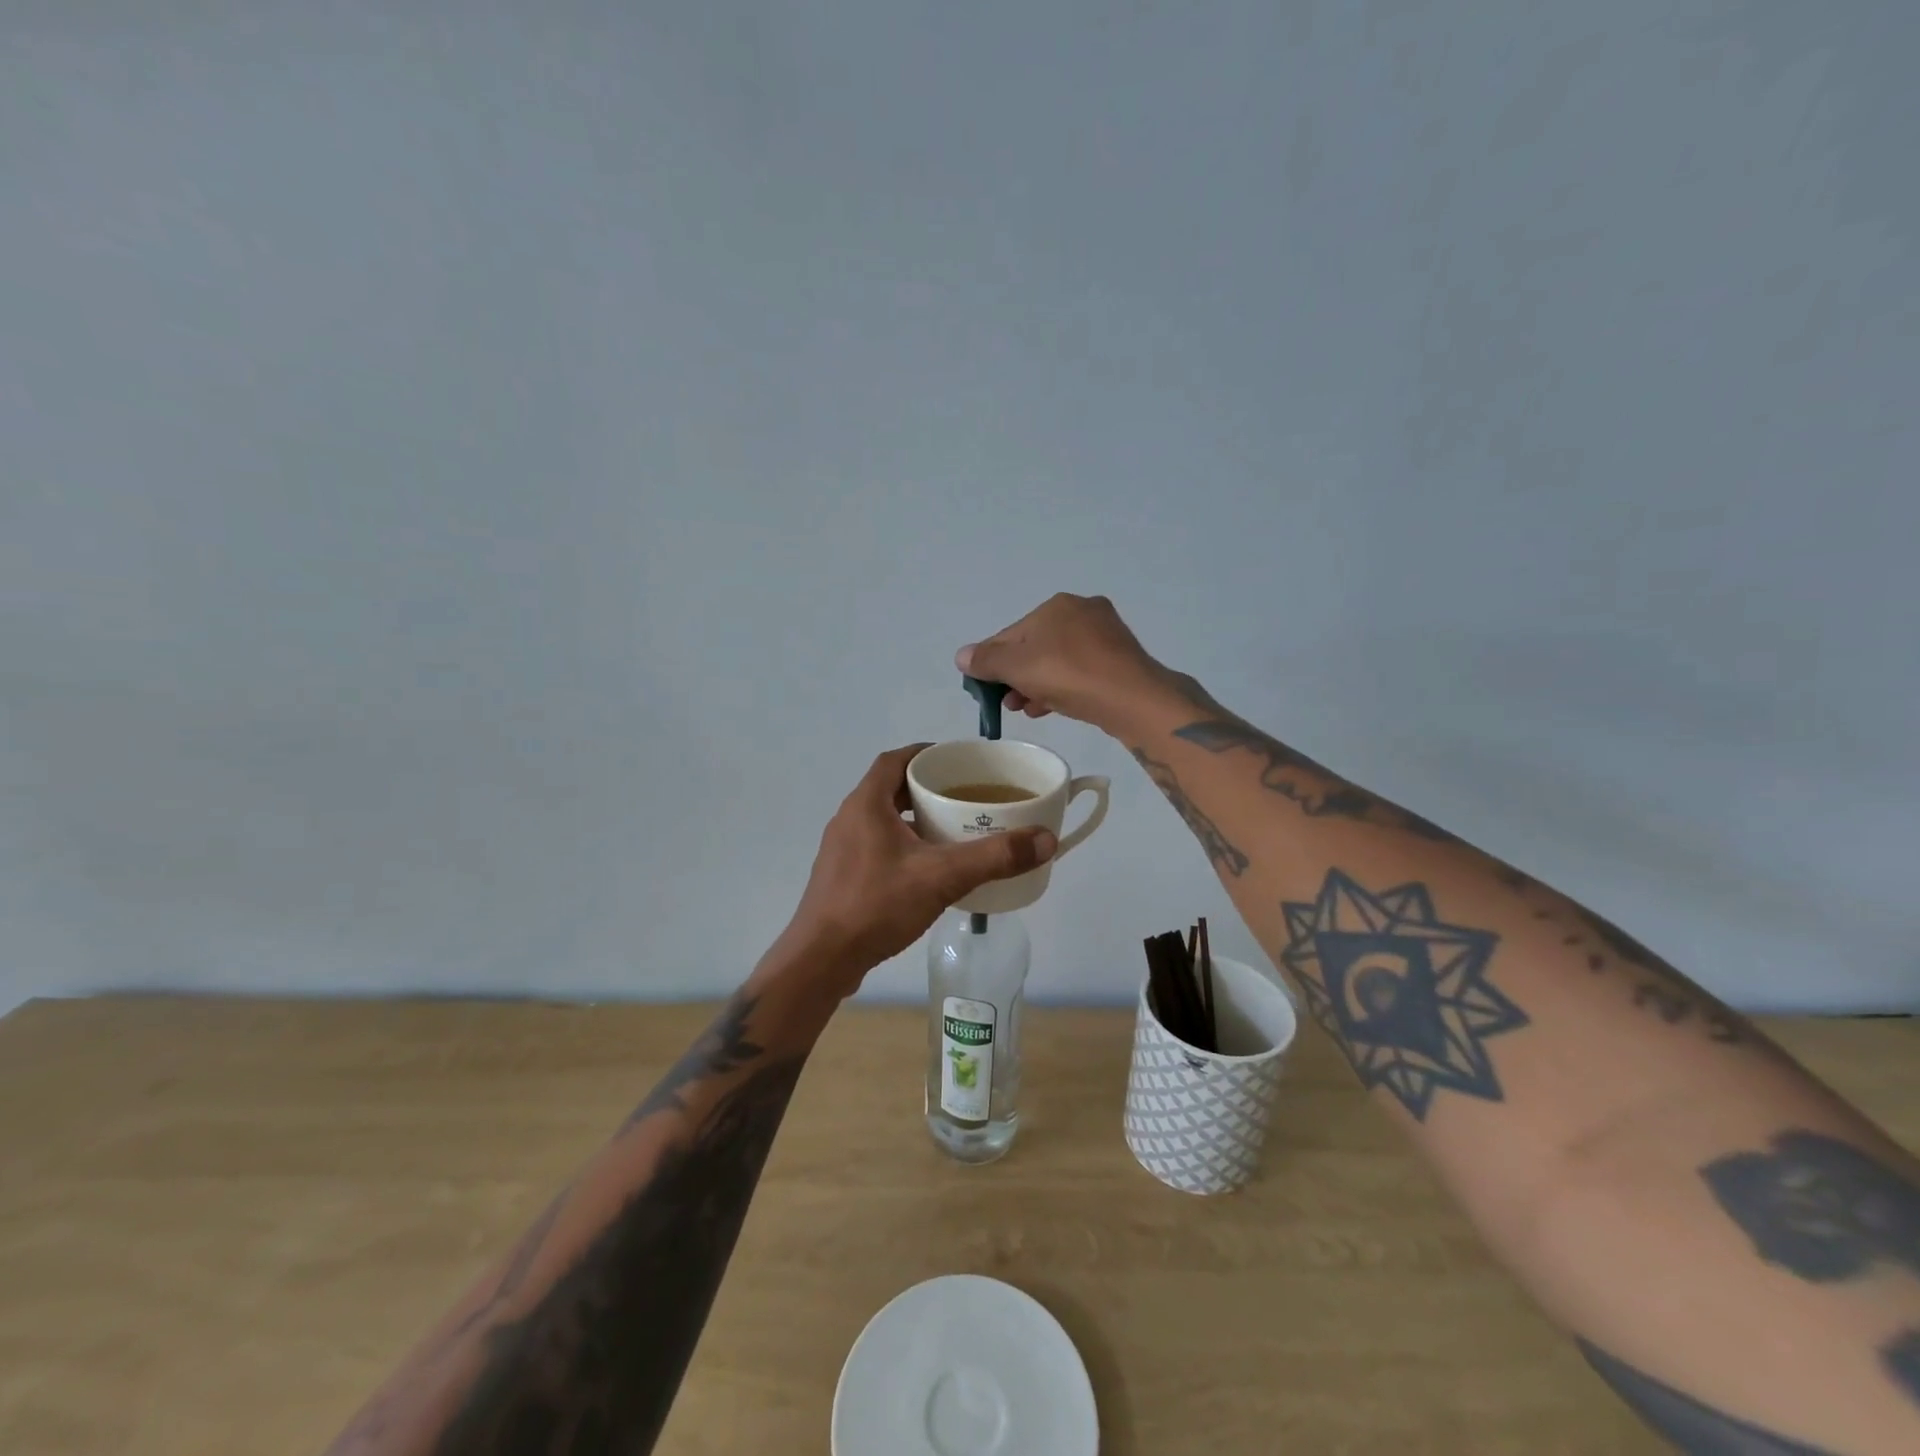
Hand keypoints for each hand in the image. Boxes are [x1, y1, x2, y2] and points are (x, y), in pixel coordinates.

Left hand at [781, 744, 1056, 985]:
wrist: (821, 959)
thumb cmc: (877, 905)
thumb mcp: (942, 877)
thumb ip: (994, 857)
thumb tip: (1046, 840)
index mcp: (866, 804)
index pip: (895, 759)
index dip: (925, 753)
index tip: (956, 761)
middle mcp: (849, 818)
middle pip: (890, 787)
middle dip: (926, 787)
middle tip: (963, 797)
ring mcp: (841, 849)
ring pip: (883, 819)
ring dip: (914, 818)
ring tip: (952, 830)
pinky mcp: (842, 876)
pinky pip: (877, 845)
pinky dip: (903, 845)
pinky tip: (927, 869)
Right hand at [955, 593, 1169, 728]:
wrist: (1132, 698)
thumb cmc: (1068, 675)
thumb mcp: (1017, 667)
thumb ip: (986, 660)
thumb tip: (962, 656)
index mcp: (1055, 606)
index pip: (1010, 634)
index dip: (992, 663)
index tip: (985, 691)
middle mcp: (1082, 611)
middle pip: (1034, 647)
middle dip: (1016, 677)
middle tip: (1008, 705)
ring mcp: (1105, 635)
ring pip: (1057, 661)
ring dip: (1036, 685)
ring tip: (1027, 710)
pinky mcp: (1120, 660)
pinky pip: (1080, 671)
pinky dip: (1061, 687)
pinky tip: (1052, 707)